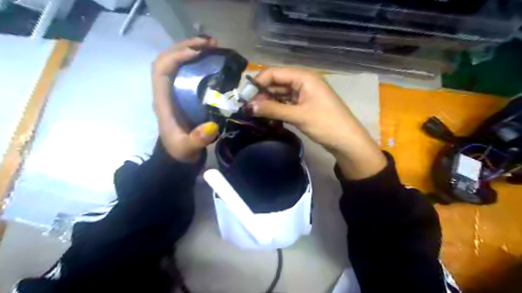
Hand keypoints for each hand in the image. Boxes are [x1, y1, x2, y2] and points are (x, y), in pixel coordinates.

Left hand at [152, 36, 218, 162]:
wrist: (178, 155)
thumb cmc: (180, 151)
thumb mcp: (187, 148)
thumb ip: (197, 140)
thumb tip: (211, 127)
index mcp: (163, 101)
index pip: (161, 69)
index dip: (176, 56)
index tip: (198, 53)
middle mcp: (166, 91)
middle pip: (168, 59)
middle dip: (186, 47)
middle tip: (211, 44)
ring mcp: (175, 91)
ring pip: (177, 62)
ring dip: (193, 50)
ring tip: (213, 47)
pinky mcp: (184, 93)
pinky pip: (188, 71)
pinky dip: (198, 61)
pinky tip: (212, 60)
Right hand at [249, 66, 385, 179]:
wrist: (347, 141)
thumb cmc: (325, 124)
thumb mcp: (298, 116)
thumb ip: (272, 110)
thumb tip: (248, 107)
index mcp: (303, 77)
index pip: (274, 73)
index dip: (258, 82)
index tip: (244, 97)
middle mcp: (303, 81)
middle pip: (276, 82)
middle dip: (262, 94)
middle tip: (248, 108)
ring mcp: (304, 94)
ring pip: (280, 94)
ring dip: (268, 102)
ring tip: (255, 113)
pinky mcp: (304, 105)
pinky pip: (286, 103)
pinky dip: (277, 108)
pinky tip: (267, 116)